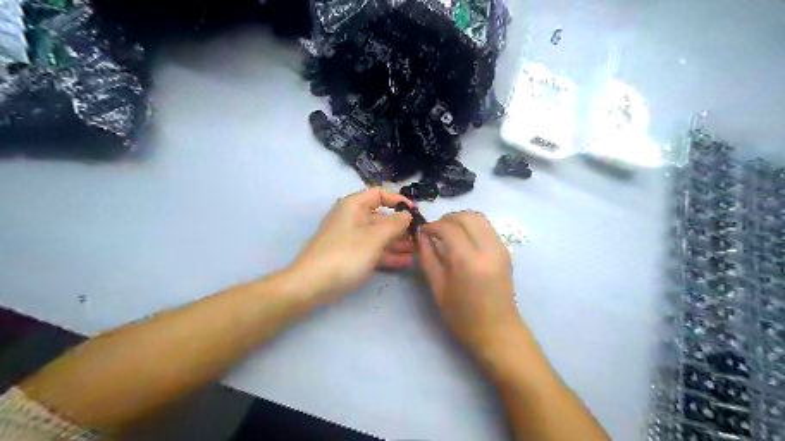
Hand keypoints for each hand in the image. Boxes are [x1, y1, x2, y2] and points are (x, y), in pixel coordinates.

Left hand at [291, 185, 416, 302]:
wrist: (313, 284)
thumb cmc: (346, 254)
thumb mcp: (375, 237)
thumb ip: (395, 224)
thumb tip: (407, 214)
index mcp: (354, 206)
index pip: (379, 194)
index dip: (398, 200)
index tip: (416, 212)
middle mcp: (353, 218)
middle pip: (382, 217)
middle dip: (402, 226)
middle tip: (422, 237)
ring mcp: (352, 238)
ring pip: (380, 235)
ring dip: (399, 242)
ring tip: (419, 250)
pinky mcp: (352, 255)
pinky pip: (374, 250)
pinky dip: (389, 254)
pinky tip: (407, 261)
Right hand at [416, 212, 518, 360]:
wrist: (498, 332)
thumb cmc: (463, 317)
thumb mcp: (438, 288)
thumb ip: (428, 257)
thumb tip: (421, 235)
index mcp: (468, 261)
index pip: (449, 228)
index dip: (433, 225)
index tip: (422, 231)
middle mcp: (488, 249)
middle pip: (467, 216)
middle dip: (447, 218)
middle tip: (434, 230)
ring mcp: (500, 248)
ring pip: (479, 218)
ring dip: (461, 219)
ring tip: (447, 232)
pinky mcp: (506, 251)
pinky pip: (487, 227)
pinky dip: (472, 226)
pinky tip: (462, 239)